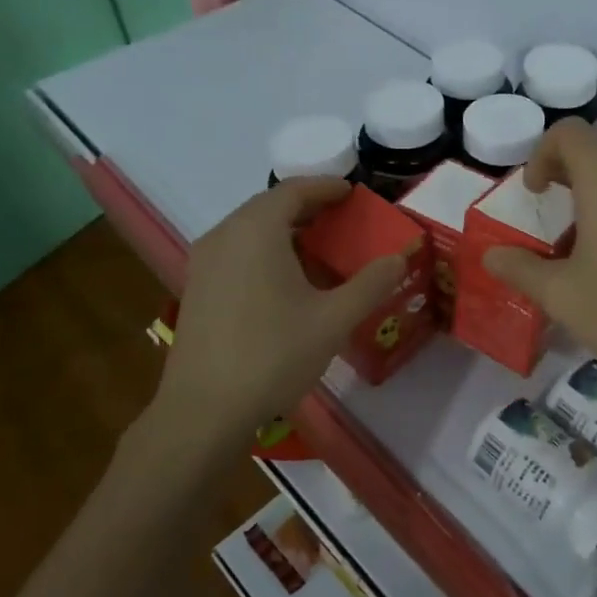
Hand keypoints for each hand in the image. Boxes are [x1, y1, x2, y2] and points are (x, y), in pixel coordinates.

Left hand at [142, 179, 405, 447]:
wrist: (204, 410)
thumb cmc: (273, 354)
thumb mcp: (334, 319)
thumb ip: (371, 284)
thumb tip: (399, 258)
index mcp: (256, 230)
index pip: (294, 190)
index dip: (326, 187)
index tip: (353, 192)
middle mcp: (225, 235)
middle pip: (270, 206)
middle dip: (308, 207)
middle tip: (343, 219)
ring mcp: (204, 262)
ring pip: (250, 229)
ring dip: (285, 230)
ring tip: (319, 248)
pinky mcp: (196, 288)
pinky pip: (236, 251)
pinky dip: (265, 250)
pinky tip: (286, 280)